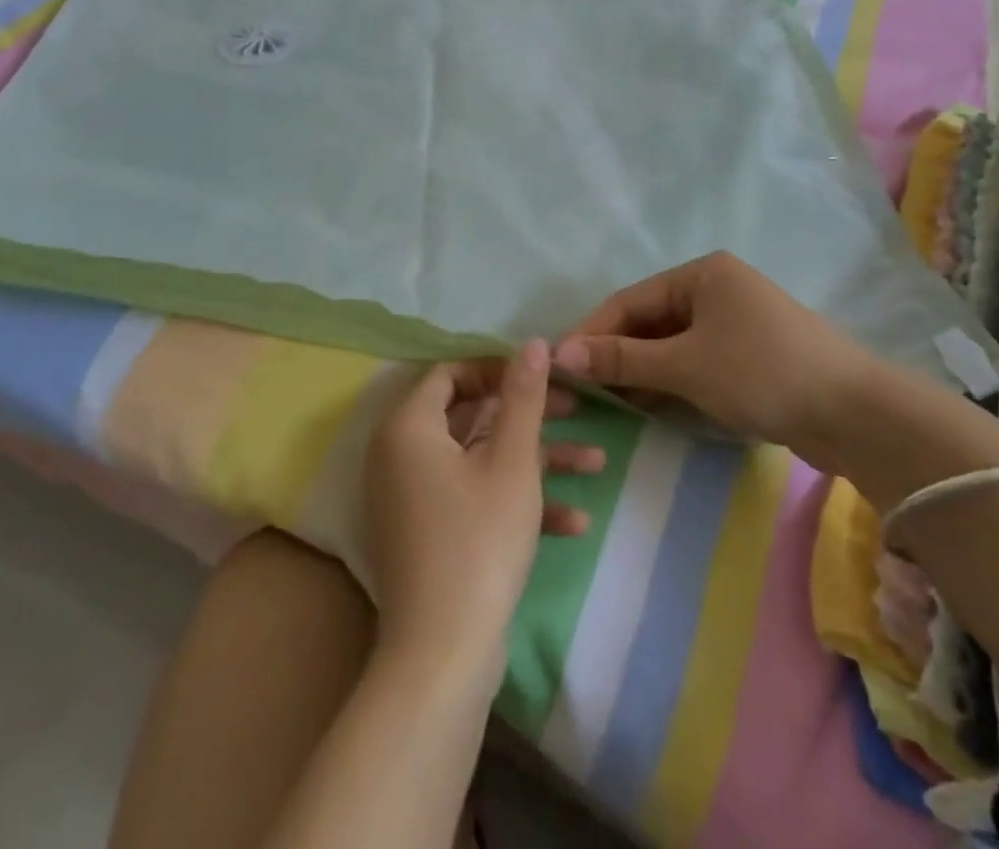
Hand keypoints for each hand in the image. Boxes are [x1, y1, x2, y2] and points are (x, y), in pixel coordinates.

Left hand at [364, 342, 602, 690]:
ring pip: (481, 459)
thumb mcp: (511, 461)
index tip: (543, 377)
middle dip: (531, 415)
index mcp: (409, 426)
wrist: (443, 657)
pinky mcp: (431, 534)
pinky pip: (474, 499)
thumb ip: (523, 396)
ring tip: (597, 462)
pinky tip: (574, 520)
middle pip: (472, 415)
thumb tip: (531, 342)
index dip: (499, 369)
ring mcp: (414, 497)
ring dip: (537, 460)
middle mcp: (402, 454)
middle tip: (578, 410)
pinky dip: (516, 502)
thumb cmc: (478, 540)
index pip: (451, 373)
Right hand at [554, 251, 878, 461]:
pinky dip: (671, 381)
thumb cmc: (762, 372)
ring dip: (642, 371)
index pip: (630, 301)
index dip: (591, 332)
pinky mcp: (750, 356)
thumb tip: (561, 353)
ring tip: (610, 402)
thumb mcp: (685, 364)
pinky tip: (650, 406)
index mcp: (701, 274)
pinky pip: (695, 362)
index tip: (558, 365)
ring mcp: (736, 323)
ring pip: (672, 344)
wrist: (856, 414)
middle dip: (617, 354)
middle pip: (650, 321)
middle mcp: (716, 289)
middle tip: (583, 390)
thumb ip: (622, 358)